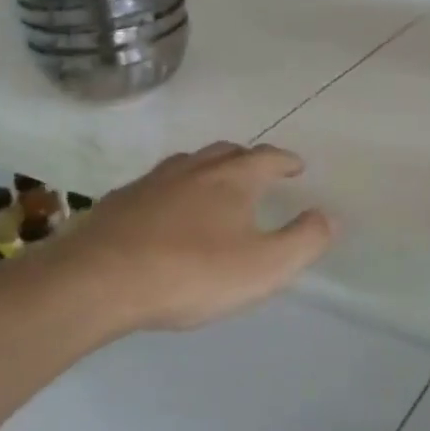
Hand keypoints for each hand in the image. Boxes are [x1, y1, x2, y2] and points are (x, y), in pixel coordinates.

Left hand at [39, 143, 334, 332]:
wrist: (101, 278)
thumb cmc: (192, 272)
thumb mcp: (264, 267)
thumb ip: (303, 240)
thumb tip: (328, 215)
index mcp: (231, 179)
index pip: (267, 158)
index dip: (285, 161)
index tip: (296, 166)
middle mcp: (193, 169)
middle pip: (227, 152)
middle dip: (248, 159)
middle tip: (259, 172)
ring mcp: (153, 181)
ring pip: (189, 163)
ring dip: (209, 169)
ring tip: (215, 185)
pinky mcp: (121, 200)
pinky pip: (158, 184)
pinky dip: (174, 189)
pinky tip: (167, 210)